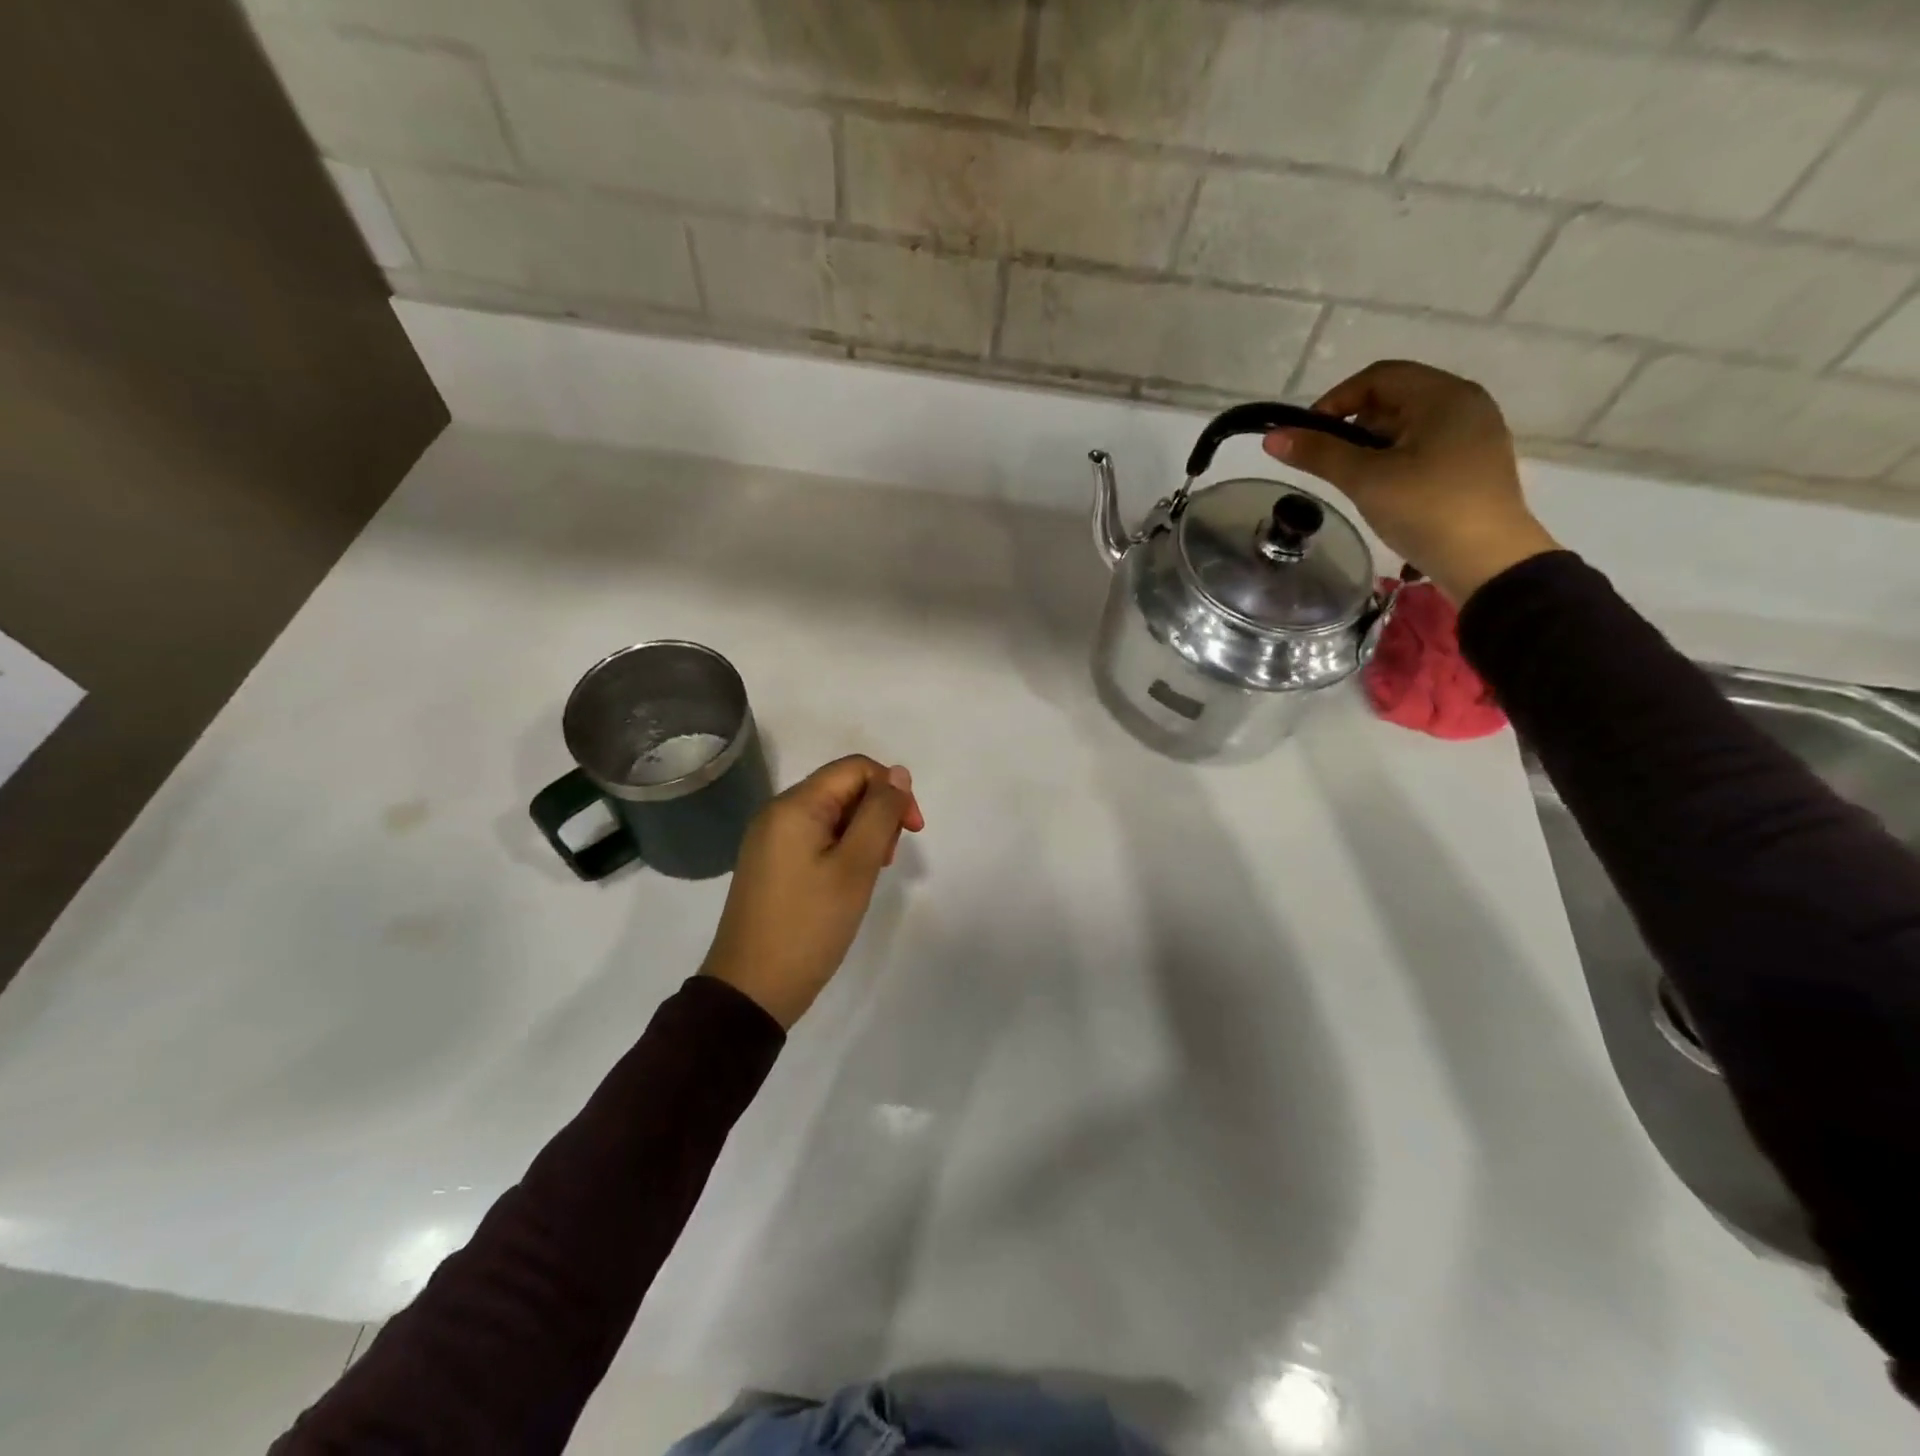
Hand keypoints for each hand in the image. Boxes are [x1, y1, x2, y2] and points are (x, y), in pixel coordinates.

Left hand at [700, 755, 925, 1029]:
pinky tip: (848, 881)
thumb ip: (880, 813)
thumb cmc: (809, 925)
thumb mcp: (855, 866)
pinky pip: (815, 837)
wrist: (752, 990)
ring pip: (831, 814)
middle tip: (886, 860)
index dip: (892, 789)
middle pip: (843, 788)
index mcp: (795, 805)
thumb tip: (898, 773)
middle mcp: (778, 812)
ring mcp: (770, 839)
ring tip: (868, 875)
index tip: (913, 830)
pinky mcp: (771, 863)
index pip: (855, 768)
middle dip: (877, 813)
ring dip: (862, 833)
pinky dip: (841, 849)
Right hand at [1263, 360, 1561, 603]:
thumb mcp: (1366, 480)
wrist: (1489, 562)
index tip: (1307, 436)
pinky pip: (1425, 446)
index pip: (1378, 377)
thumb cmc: (1427, 510)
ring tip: (1351, 480)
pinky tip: (1383, 489)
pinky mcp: (1474, 464)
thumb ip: (1319, 454)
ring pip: (1408, 425)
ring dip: (1372, 444)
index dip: (1335, 400)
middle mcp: (1465, 404)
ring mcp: (1474, 434)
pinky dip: (1394, 458)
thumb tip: (1273, 438)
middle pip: (1394, 398)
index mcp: (1444, 395)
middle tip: (1327, 462)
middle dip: (1353, 425)